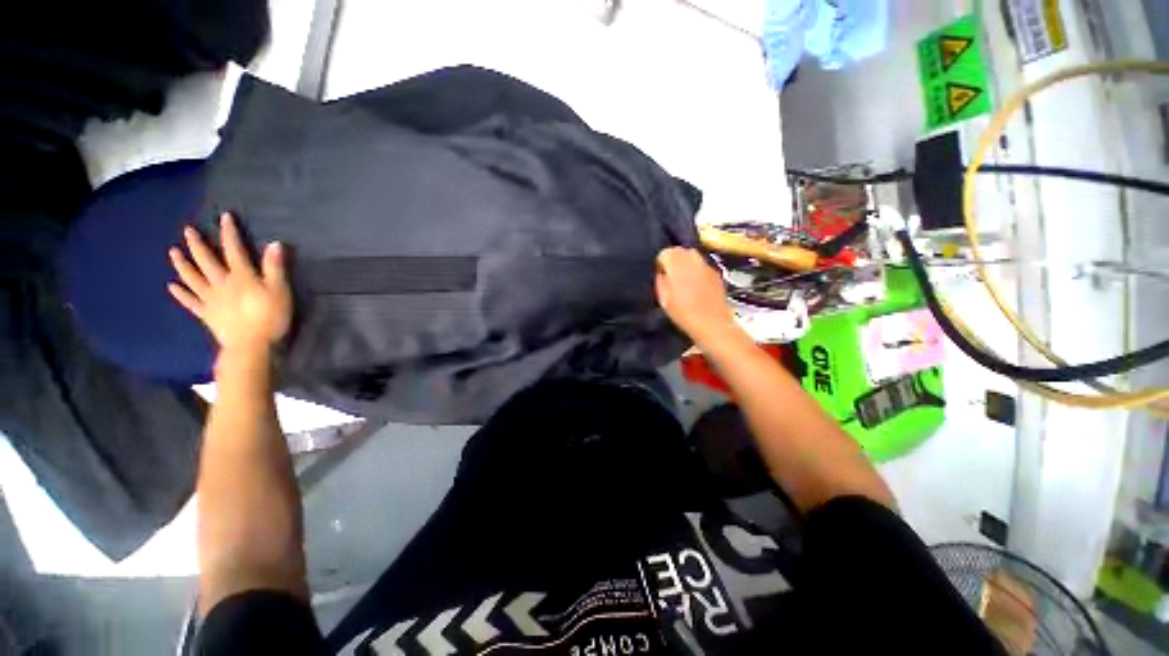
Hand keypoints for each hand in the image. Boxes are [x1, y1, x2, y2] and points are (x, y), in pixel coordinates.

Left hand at [168, 213, 291, 353]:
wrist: (252, 345)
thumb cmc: (270, 317)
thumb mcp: (279, 291)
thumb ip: (275, 268)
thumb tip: (275, 244)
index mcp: (241, 276)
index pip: (234, 249)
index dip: (229, 233)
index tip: (224, 217)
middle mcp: (221, 283)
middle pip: (206, 261)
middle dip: (198, 244)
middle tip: (187, 230)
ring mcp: (210, 299)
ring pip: (192, 278)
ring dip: (182, 264)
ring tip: (173, 252)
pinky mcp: (206, 314)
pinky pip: (190, 301)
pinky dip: (180, 293)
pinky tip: (172, 286)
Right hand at [654, 247, 741, 346]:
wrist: (711, 323)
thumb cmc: (683, 313)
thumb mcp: (663, 299)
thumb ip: (660, 280)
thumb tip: (661, 272)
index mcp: (677, 265)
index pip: (665, 252)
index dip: (661, 263)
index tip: (660, 274)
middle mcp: (693, 260)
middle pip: (680, 250)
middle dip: (674, 259)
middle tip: (670, 274)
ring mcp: (706, 266)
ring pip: (693, 255)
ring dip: (686, 262)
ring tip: (683, 278)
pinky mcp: (716, 274)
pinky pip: (703, 265)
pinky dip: (697, 270)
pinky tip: (696, 285)